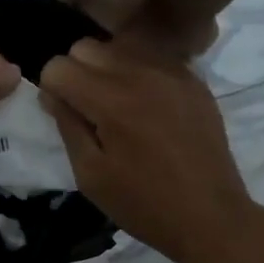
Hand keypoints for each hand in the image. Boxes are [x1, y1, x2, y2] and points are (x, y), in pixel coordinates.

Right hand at [39, 39, 262, 262]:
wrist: (211, 216)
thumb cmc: (144, 204)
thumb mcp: (91, 175)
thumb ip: (67, 125)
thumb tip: (53, 93)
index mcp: (111, 99)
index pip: (59, 66)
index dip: (52, 90)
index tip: (63, 115)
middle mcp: (141, 72)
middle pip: (86, 46)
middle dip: (76, 73)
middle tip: (88, 110)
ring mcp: (172, 72)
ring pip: (120, 46)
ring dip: (107, 69)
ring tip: (118, 106)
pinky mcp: (194, 79)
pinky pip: (152, 58)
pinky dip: (139, 73)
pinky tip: (148, 107)